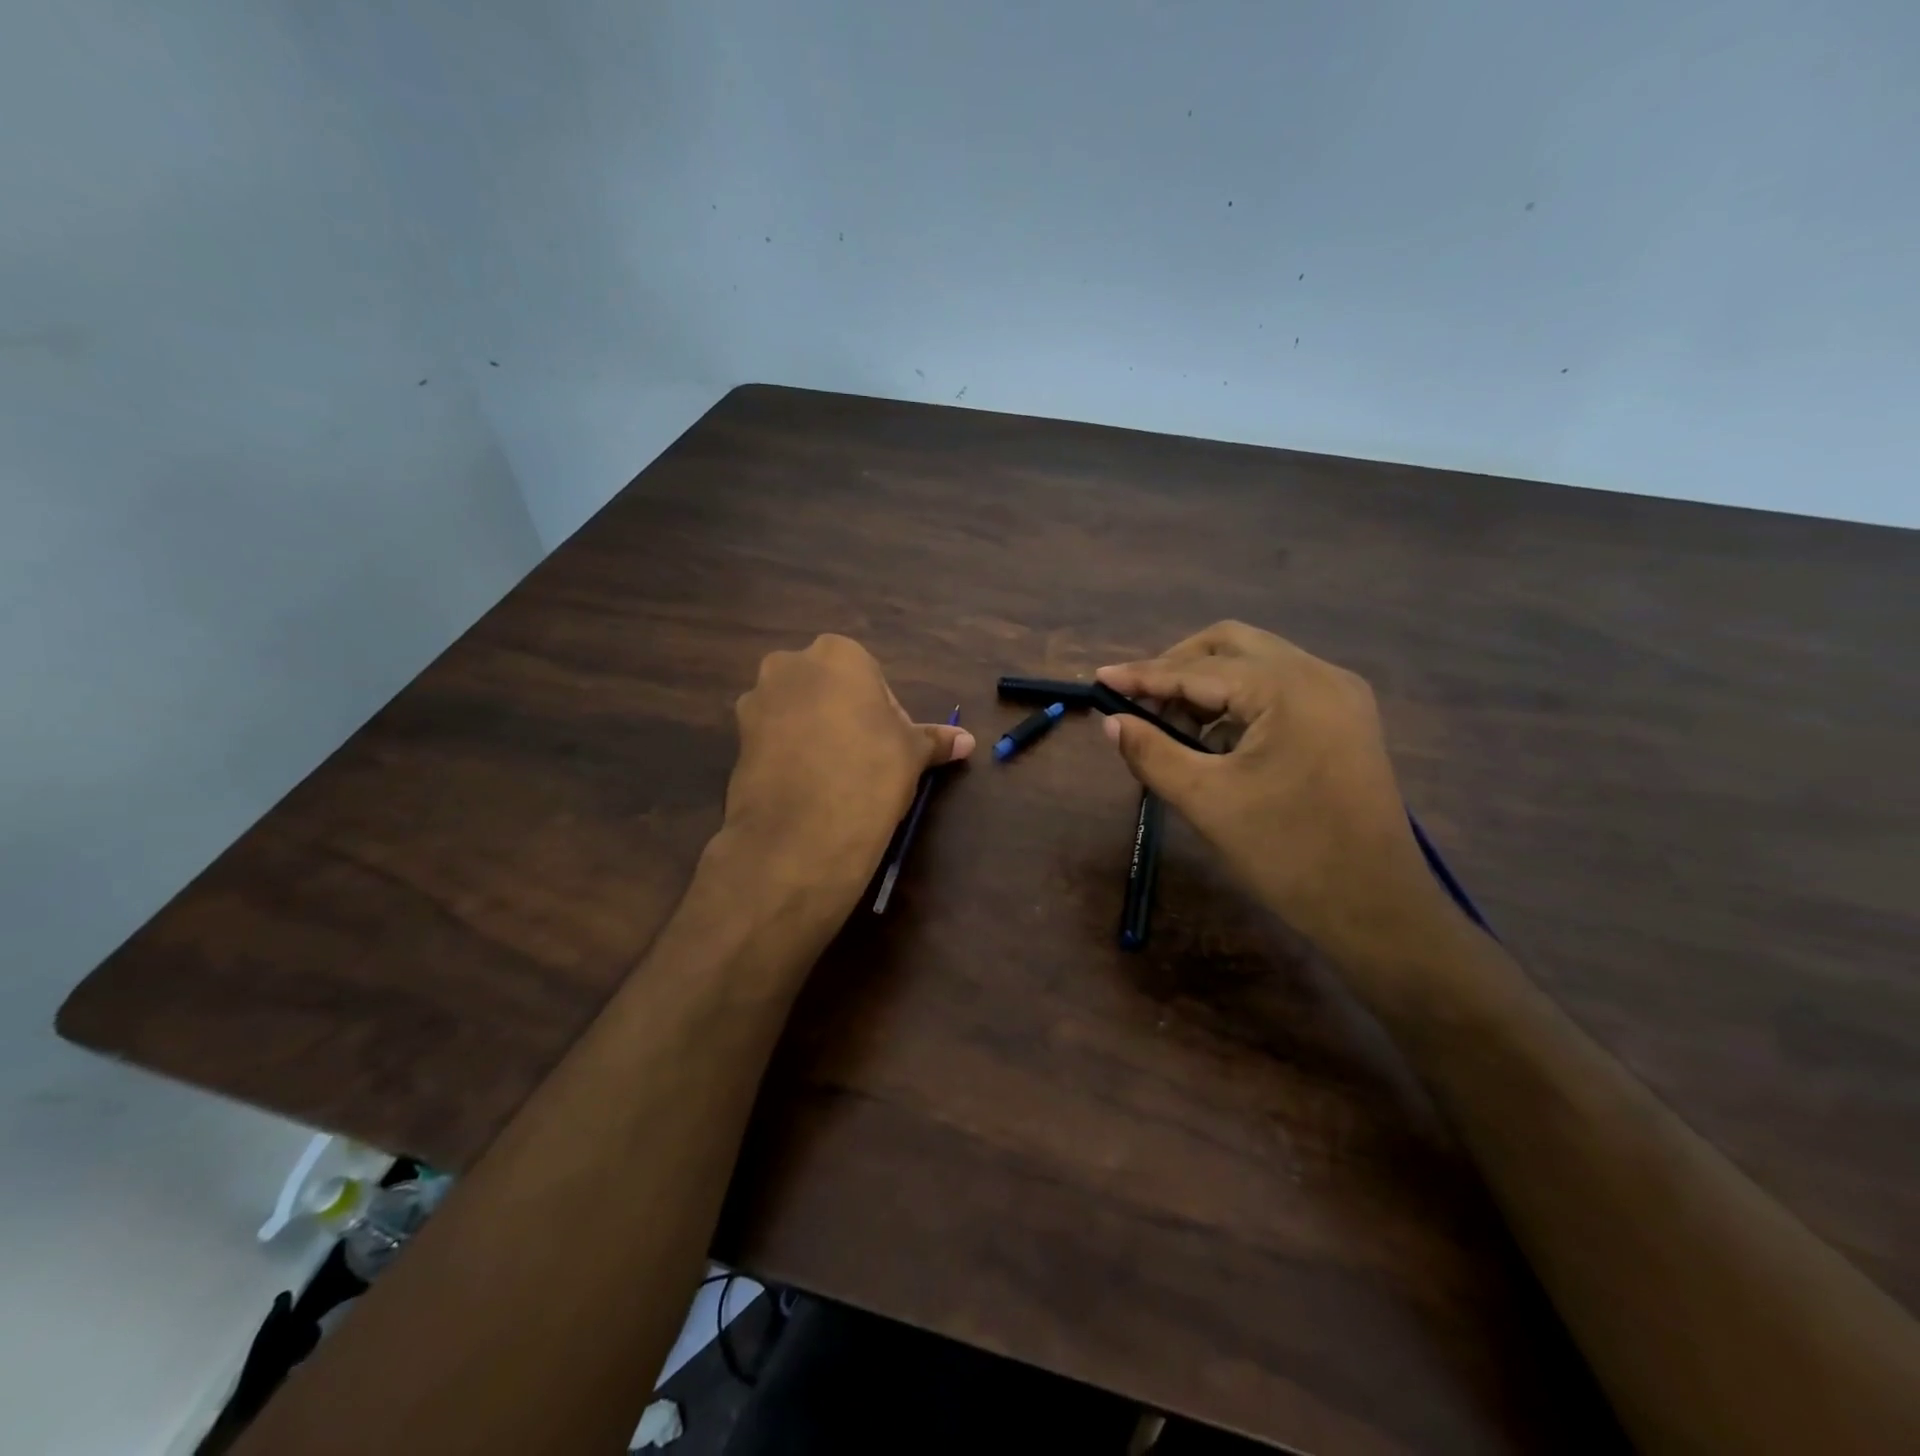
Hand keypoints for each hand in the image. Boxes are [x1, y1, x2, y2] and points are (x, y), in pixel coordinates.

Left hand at [720, 635, 973, 898]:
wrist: (803, 831)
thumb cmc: (871, 771)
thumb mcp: (913, 753)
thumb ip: (936, 740)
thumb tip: (968, 741)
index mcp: (838, 653)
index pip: (870, 677)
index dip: (884, 713)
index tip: (890, 746)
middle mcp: (790, 665)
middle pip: (828, 688)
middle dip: (844, 715)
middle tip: (865, 758)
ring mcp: (756, 701)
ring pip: (797, 711)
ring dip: (814, 733)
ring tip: (833, 777)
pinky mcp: (736, 738)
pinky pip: (773, 738)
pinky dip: (789, 754)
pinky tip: (806, 787)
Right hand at [1097, 622, 1450, 962]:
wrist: (1375, 907)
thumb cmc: (1286, 853)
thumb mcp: (1206, 801)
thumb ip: (1152, 752)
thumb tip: (1111, 721)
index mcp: (1288, 689)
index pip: (1198, 669)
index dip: (1143, 675)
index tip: (1100, 678)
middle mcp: (1319, 675)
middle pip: (1231, 645)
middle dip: (1178, 666)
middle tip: (1139, 701)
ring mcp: (1339, 695)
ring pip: (1256, 663)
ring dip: (1208, 685)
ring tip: (1173, 727)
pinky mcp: (1345, 719)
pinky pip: (1279, 689)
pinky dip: (1239, 702)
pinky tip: (1216, 740)